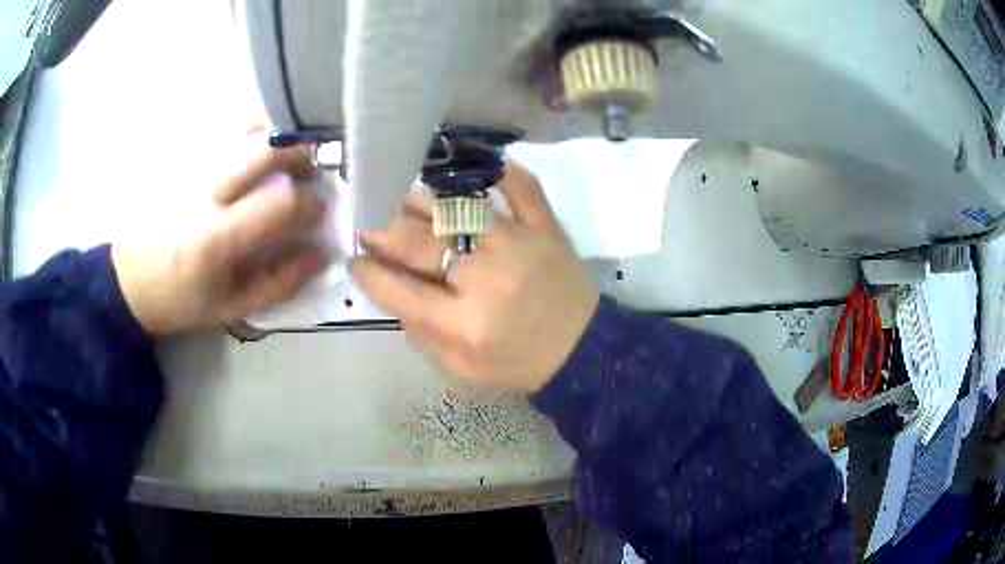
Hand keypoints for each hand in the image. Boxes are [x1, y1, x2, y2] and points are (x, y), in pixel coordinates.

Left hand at [113, 147, 329, 334]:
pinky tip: (260, 148)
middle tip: (311, 174)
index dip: (312, 205)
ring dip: (281, 140)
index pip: (282, 204)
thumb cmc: (180, 300)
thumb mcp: (231, 308)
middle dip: (302, 158)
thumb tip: (320, 255)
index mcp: (219, 238)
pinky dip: (255, 133)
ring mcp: (195, 169)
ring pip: (249, 133)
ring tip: (290, 159)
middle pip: (268, 151)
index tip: (320, 212)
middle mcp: (207, 192)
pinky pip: (229, 132)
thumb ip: (278, 283)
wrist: (129, 279)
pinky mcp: (186, 160)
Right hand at [349, 162, 598, 392]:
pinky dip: (499, 172)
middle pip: (419, 242)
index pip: (400, 291)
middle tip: (365, 219)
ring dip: (420, 201)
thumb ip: (424, 337)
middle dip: (381, 229)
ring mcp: (519, 243)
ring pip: (457, 208)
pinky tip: (473, 167)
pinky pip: (521, 187)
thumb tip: (392, 294)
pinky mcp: (546, 227)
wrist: (584, 350)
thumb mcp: (465, 370)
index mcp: (465, 322)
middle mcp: (486, 276)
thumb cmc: (521, 363)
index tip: (354, 259)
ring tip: (400, 199)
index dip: (369, 273)